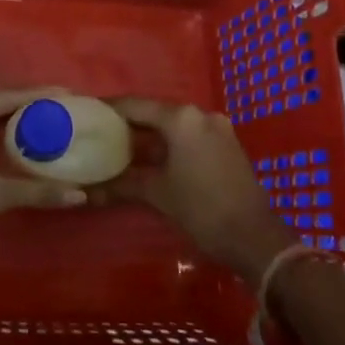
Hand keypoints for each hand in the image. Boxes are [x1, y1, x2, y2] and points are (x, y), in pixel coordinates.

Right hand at [92, 98, 293, 283]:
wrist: (256, 238)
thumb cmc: (202, 210)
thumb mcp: (158, 194)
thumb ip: (123, 184)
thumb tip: (89, 190)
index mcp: (181, 118)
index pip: (136, 105)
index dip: (110, 109)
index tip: (88, 113)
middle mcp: (200, 113)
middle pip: (156, 112)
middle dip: (130, 123)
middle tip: (102, 132)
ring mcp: (217, 127)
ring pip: (175, 124)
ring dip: (151, 134)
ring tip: (123, 146)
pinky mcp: (228, 143)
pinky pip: (190, 134)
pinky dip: (171, 142)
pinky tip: (155, 157)